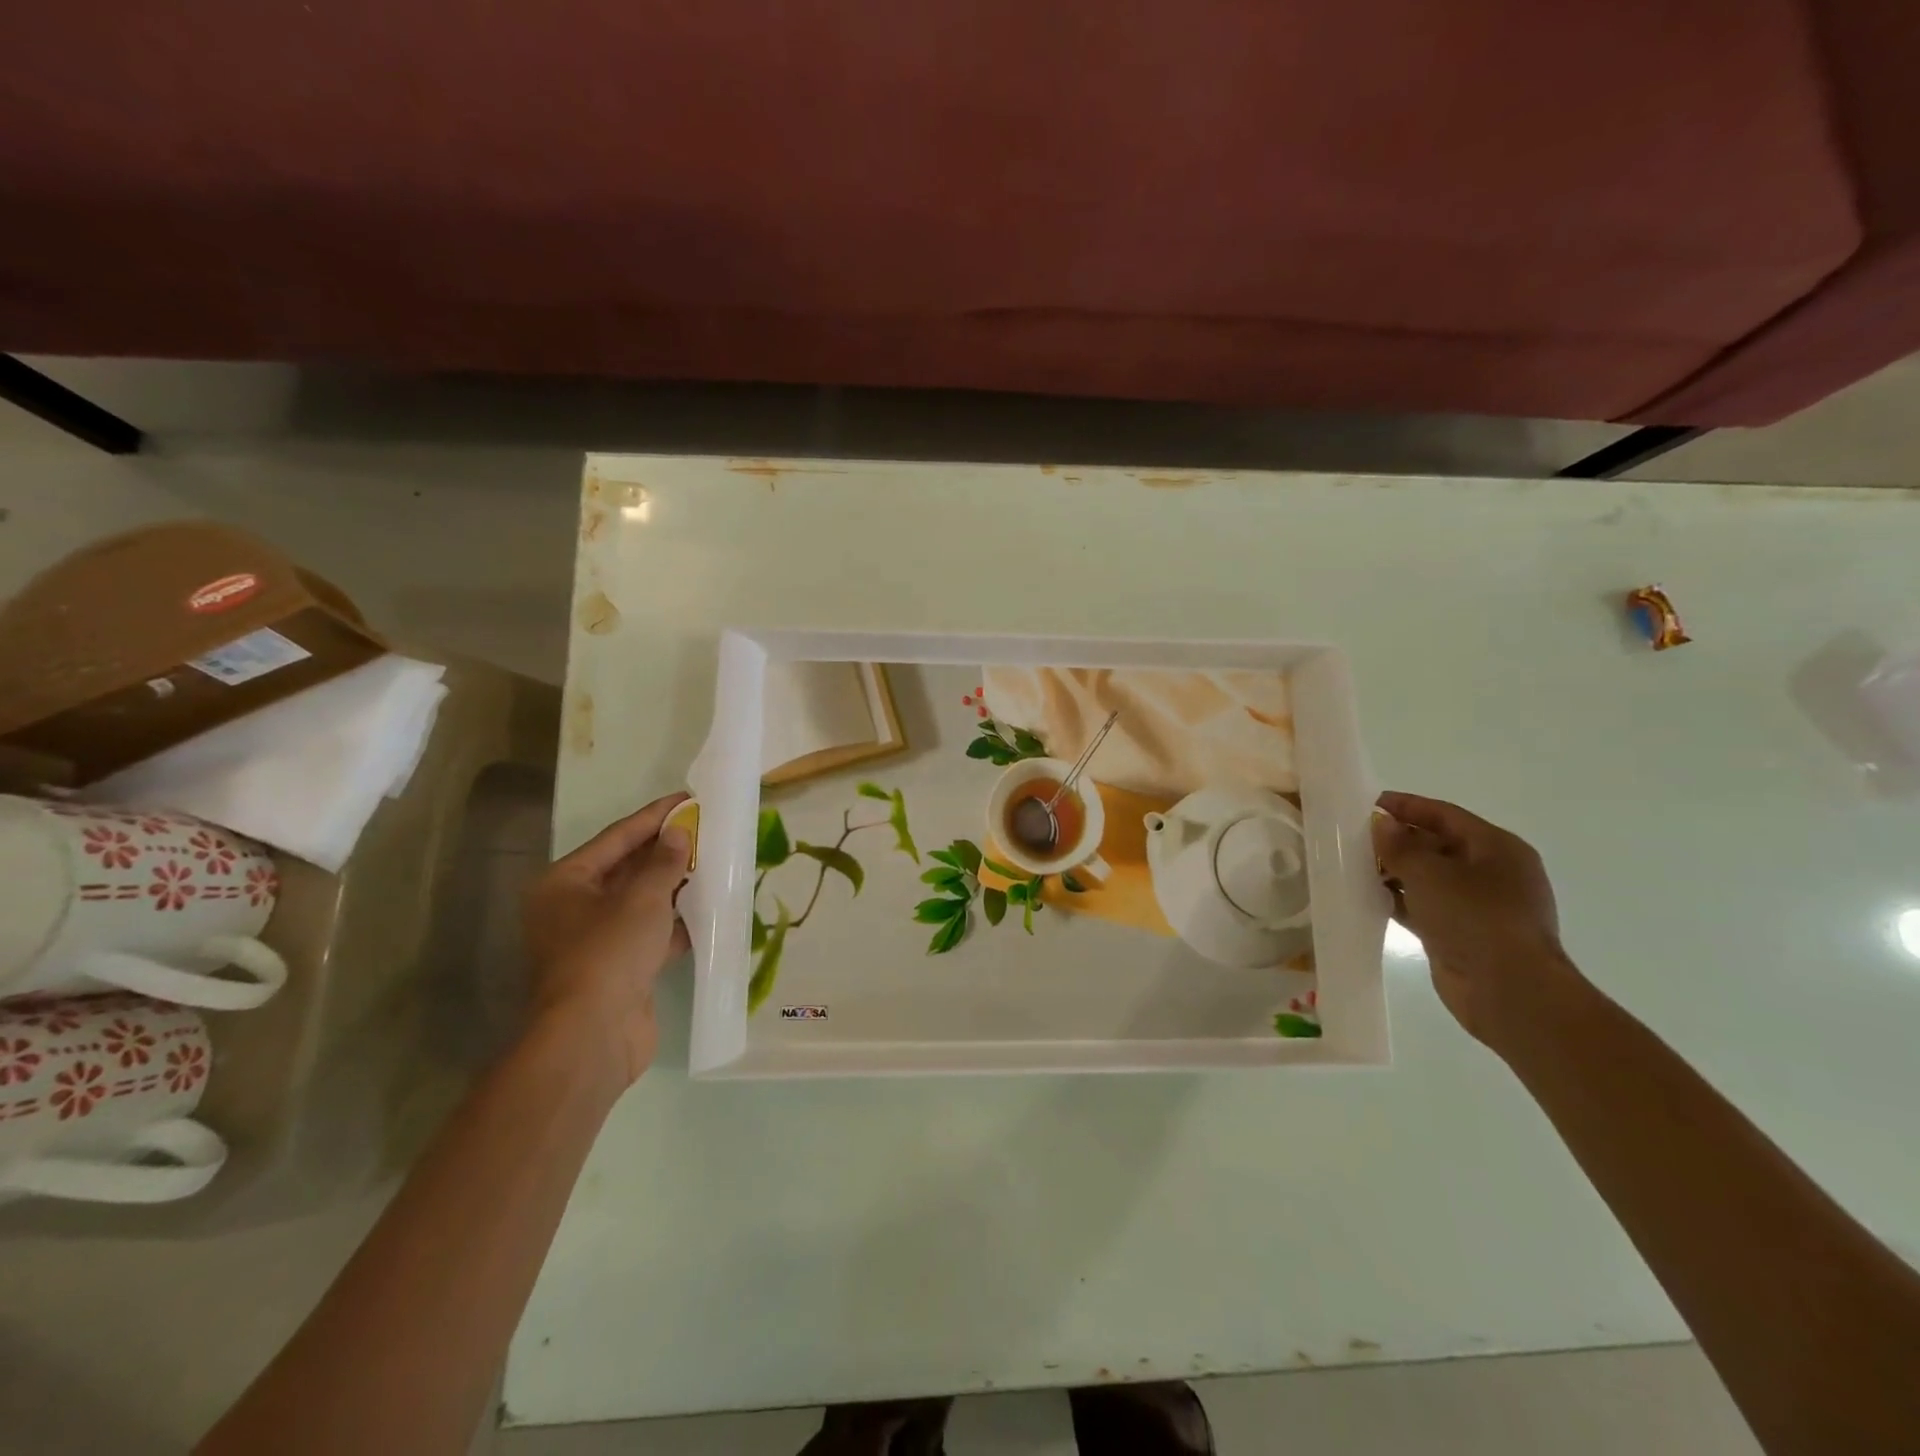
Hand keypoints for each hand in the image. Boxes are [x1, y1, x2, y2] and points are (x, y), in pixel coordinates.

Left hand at [521, 792, 692, 1084]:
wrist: (592, 1037)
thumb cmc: (608, 954)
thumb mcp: (642, 899)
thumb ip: (664, 863)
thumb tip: (680, 835)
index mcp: (566, 883)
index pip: (617, 837)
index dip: (654, 816)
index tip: (688, 798)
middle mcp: (575, 907)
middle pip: (628, 867)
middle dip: (667, 850)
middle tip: (706, 828)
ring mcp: (597, 940)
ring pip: (642, 901)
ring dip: (676, 885)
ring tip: (715, 862)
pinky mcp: (620, 967)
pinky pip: (652, 932)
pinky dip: (678, 921)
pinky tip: (710, 907)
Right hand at [1372, 791, 1582, 1048]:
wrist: (1509, 992)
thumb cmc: (1475, 918)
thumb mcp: (1430, 873)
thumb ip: (1399, 845)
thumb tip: (1379, 823)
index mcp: (1497, 847)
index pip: (1445, 814)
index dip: (1406, 806)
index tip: (1367, 802)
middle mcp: (1492, 872)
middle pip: (1437, 844)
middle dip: (1397, 839)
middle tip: (1353, 836)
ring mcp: (1479, 906)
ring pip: (1429, 877)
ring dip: (1394, 871)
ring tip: (1352, 864)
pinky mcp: (1462, 933)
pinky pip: (1425, 906)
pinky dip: (1399, 899)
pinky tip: (1368, 897)